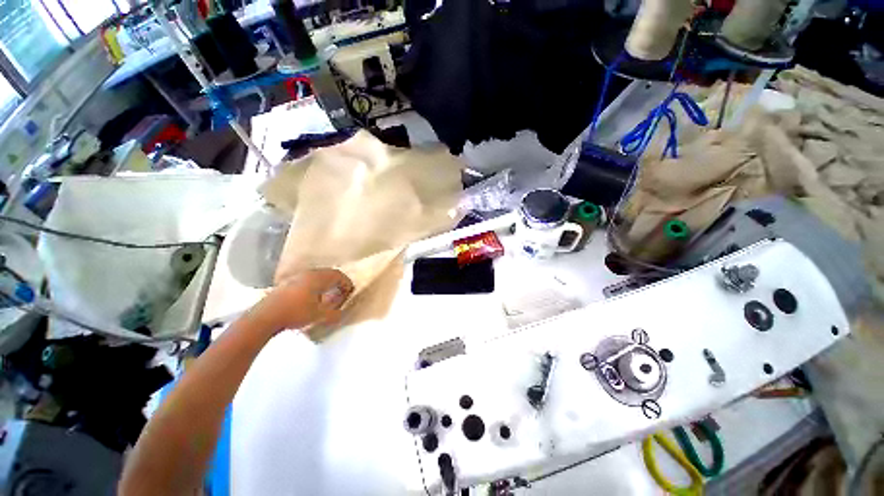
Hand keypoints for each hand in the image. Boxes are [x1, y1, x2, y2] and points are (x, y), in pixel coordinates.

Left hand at [250, 268, 354, 333]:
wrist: (265, 316)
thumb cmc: (296, 313)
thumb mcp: (319, 316)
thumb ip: (334, 314)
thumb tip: (341, 314)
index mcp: (319, 278)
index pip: (338, 275)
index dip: (346, 283)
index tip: (350, 292)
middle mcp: (308, 274)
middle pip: (328, 273)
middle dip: (337, 282)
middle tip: (340, 293)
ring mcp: (296, 277)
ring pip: (317, 276)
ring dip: (325, 283)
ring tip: (327, 295)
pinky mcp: (286, 283)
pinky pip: (307, 280)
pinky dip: (314, 286)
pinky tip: (311, 297)